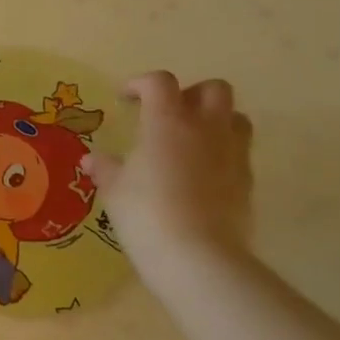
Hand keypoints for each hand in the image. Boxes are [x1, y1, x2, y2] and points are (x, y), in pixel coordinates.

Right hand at [81, 72, 254, 263]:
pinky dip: (221, 153)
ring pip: (235, 117)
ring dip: (214, 120)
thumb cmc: (146, 214)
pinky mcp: (248, 182)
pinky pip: (239, 152)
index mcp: (167, 122)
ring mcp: (232, 154)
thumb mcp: (114, 190)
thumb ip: (105, 169)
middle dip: (190, 94)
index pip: (160, 82)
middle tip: (167, 114)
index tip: (125, 99)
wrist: (198, 258)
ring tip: (190, 141)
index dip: (140, 84)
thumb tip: (92, 160)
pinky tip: (200, 175)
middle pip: (213, 89)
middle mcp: (205, 129)